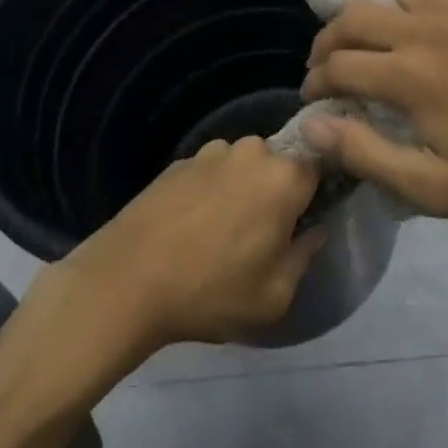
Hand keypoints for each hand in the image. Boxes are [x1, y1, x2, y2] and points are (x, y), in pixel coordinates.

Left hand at [49, 137, 321, 354]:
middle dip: (276, 192)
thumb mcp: (273, 296)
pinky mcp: (181, 159)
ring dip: (242, 189)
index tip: (308, 217)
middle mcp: (251, 151)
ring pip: (243, 166)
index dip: (315, 192)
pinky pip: (212, 171)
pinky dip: (211, 191)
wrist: (129, 276)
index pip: (318, 166)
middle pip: (278, 164)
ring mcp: (212, 151)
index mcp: (283, 178)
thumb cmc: (211, 290)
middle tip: (264, 233)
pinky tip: (193, 226)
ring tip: (222, 232)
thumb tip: (314, 230)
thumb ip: (304, 256)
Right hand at [299, 0, 447, 224]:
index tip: (313, 99)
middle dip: (326, 37)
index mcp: (411, 77)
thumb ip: (365, 154)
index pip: (340, 66)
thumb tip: (310, 126)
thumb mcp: (430, 188)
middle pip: (354, 15)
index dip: (316, 82)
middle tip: (323, 61)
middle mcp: (426, 30)